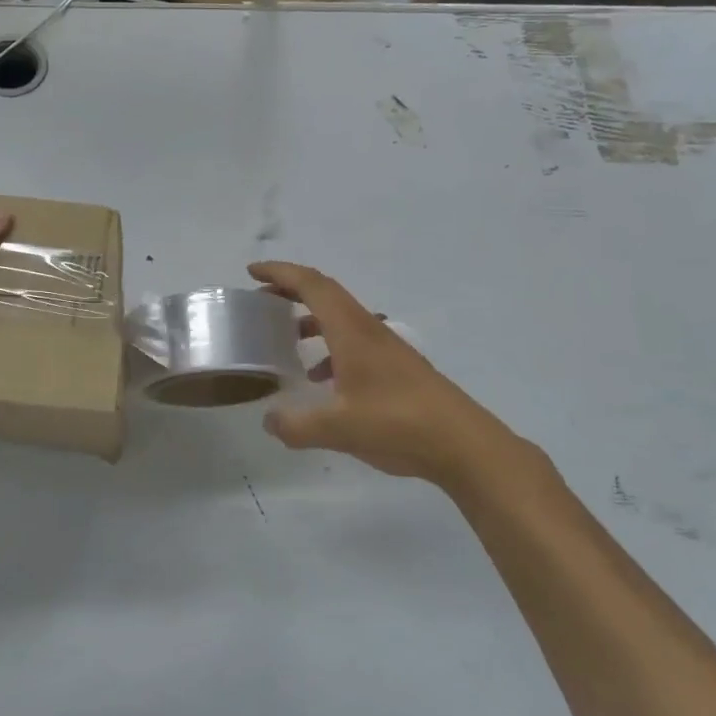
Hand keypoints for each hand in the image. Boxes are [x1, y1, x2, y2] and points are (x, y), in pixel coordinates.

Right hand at [250, 261, 537, 490]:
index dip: (280, 273)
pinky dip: (331, 349)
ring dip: (311, 319)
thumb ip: (296, 425)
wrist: (463, 444)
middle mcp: (368, 329)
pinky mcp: (397, 367)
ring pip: (341, 319)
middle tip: (263, 300)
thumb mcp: (337, 428)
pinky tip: (322, 381)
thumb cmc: (398, 424)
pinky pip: (354, 343)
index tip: (252, 271)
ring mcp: (386, 347)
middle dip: (292, 291)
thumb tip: (270, 421)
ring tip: (287, 339)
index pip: (312, 285)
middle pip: (326, 294)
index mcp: (351, 331)